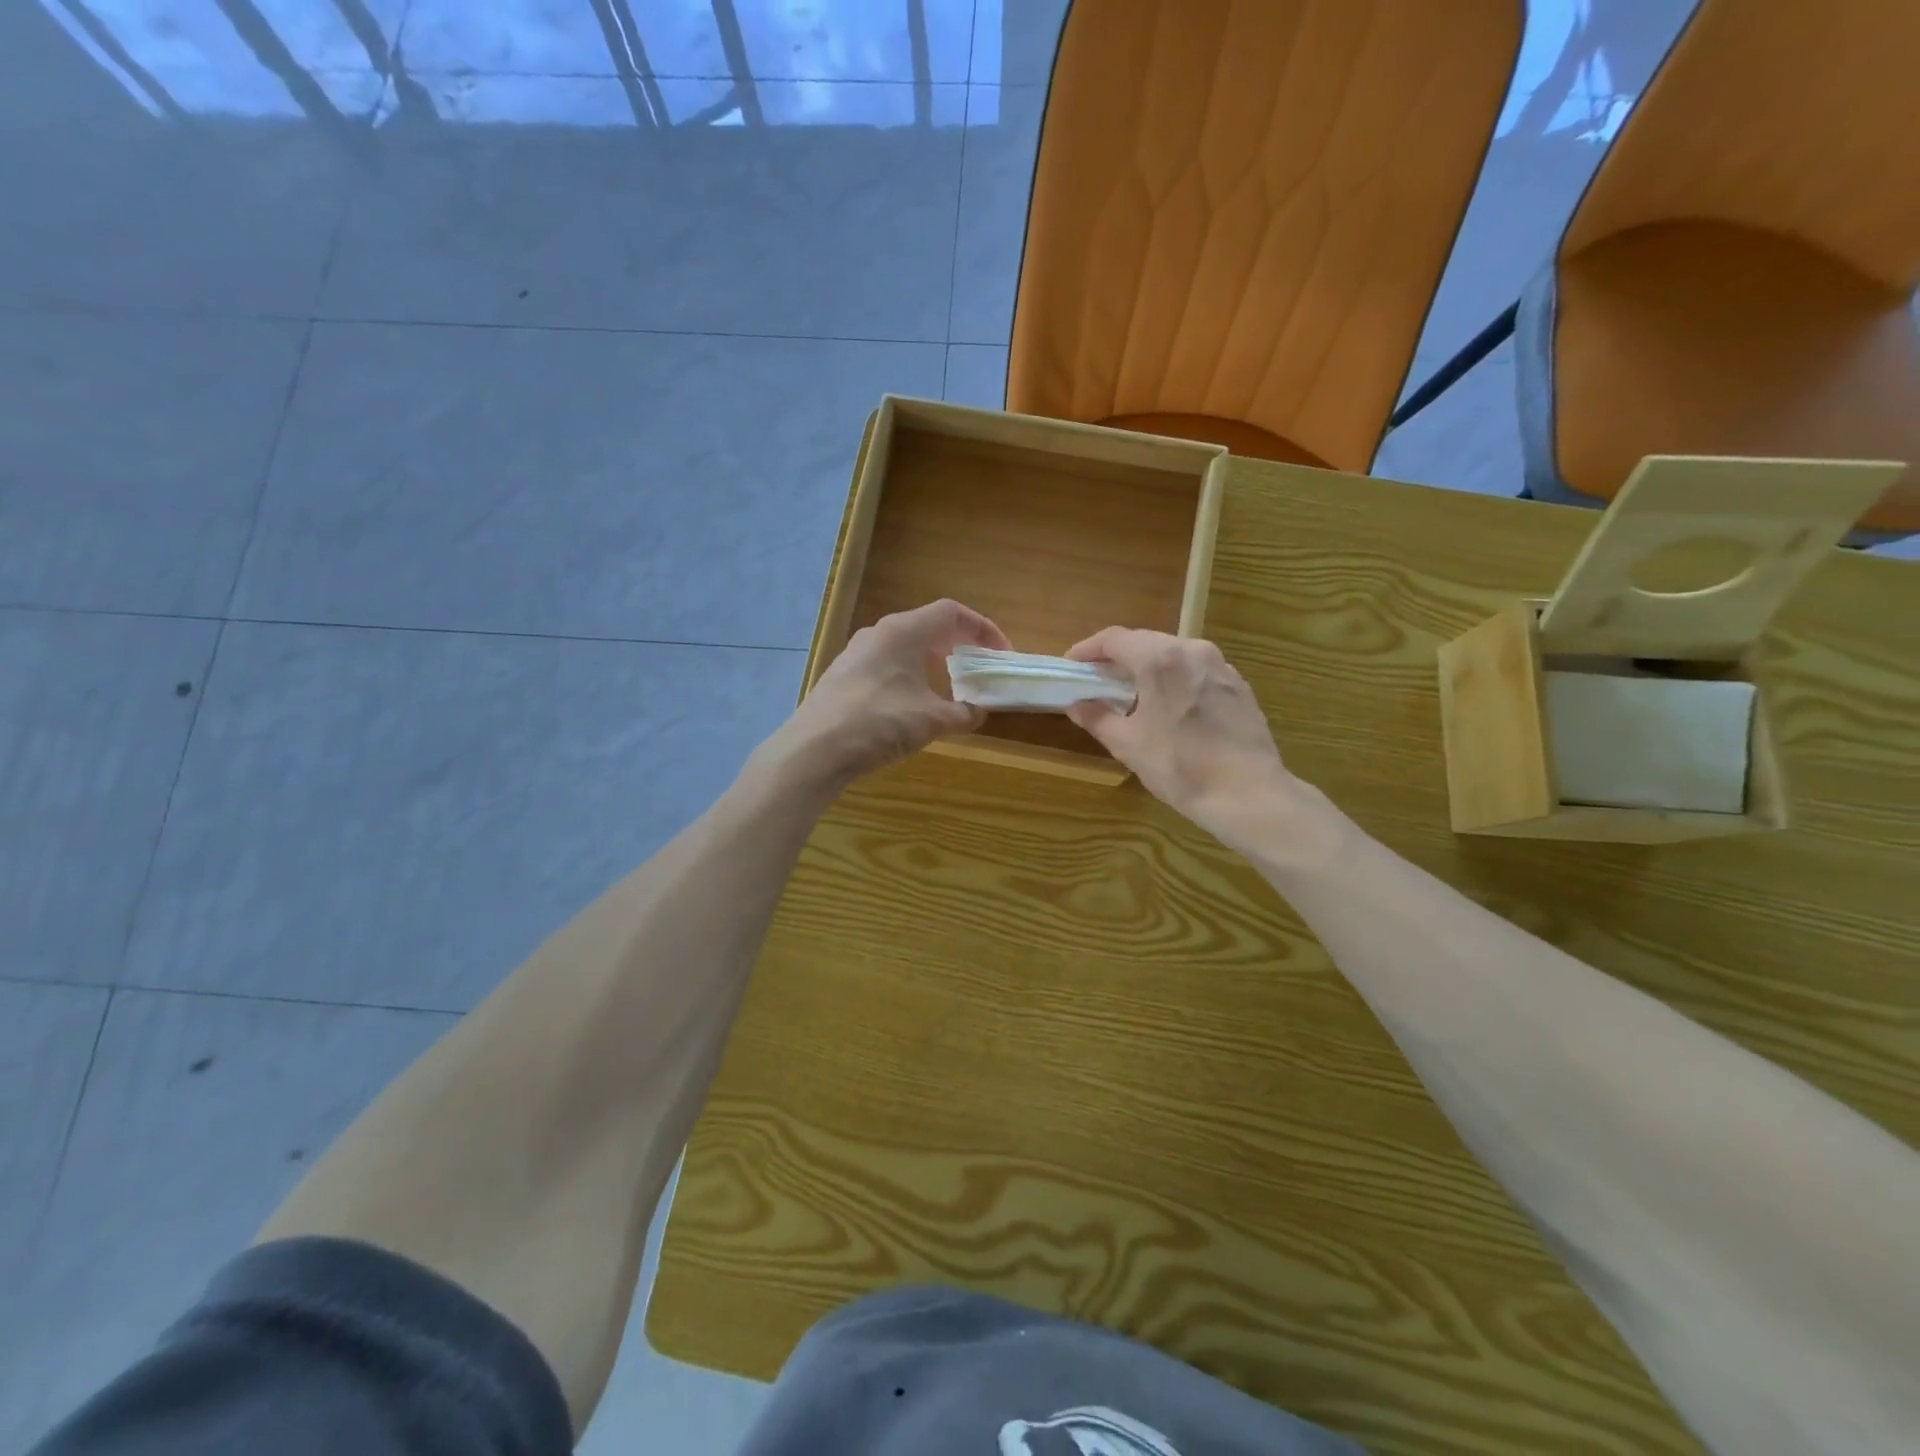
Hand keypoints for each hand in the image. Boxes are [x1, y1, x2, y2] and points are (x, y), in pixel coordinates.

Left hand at [768, 599, 1010, 788]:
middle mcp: (878, 633)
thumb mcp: (931, 720)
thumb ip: (962, 713)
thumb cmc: (879, 723)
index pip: (951, 612)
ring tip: (948, 688)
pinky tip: (911, 705)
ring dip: (931, 662)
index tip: (1000, 652)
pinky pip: (886, 665)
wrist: (814, 750)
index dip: (982, 628)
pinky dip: (909, 675)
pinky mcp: (842, 677)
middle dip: (957, 644)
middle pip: (927, 626)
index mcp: (903, 631)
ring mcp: (855, 654)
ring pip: (904, 647)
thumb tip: (978, 712)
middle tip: (977, 667)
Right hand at [1065, 628, 1306, 851]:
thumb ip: (1097, 718)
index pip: (1114, 639)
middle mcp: (1192, 650)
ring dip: (1148, 666)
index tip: (1072, 665)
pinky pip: (1197, 670)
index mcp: (1160, 659)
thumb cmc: (1180, 767)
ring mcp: (1221, 666)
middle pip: (1145, 641)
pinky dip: (1175, 678)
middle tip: (1097, 678)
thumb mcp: (1128, 745)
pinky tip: (1170, 705)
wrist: (1247, 793)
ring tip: (1132, 691)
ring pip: (1174, 653)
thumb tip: (1077, 705)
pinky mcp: (1239, 685)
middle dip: (1117, 657)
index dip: (1088, 649)